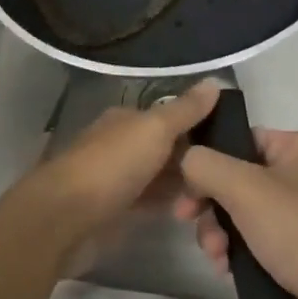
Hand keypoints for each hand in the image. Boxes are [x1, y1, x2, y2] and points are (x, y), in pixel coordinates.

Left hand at [3, 80, 220, 272]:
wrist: (65, 218)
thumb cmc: (112, 165)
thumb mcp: (155, 129)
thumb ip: (185, 109)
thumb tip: (215, 80)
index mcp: (126, 119)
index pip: (170, 117)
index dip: (199, 127)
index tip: (232, 144)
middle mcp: (120, 144)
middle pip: (166, 149)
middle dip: (194, 161)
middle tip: (228, 179)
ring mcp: (116, 179)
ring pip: (160, 177)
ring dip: (184, 187)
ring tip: (216, 200)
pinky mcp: (115, 211)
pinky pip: (150, 203)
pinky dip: (169, 205)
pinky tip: (190, 214)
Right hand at [177, 128, 297, 298]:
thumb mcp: (245, 189)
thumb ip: (206, 165)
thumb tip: (186, 158)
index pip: (243, 140)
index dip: (210, 160)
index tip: (185, 186)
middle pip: (237, 179)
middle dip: (211, 205)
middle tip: (189, 221)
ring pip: (242, 213)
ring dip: (219, 232)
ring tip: (216, 256)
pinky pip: (255, 240)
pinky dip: (237, 252)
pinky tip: (226, 270)